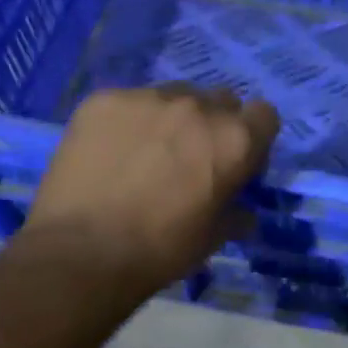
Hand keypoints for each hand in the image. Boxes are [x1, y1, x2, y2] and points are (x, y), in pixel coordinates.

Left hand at [23, 86, 279, 298]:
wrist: (82, 251)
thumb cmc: (161, 250)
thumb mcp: (214, 238)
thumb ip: (236, 213)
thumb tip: (243, 212)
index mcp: (235, 140)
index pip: (264, 115)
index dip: (253, 137)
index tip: (237, 161)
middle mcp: (197, 106)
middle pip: (219, 100)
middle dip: (213, 123)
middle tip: (190, 157)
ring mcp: (148, 97)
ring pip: (173, 95)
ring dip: (171, 118)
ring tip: (145, 152)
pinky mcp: (104, 99)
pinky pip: (128, 102)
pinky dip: (127, 122)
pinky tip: (110, 153)